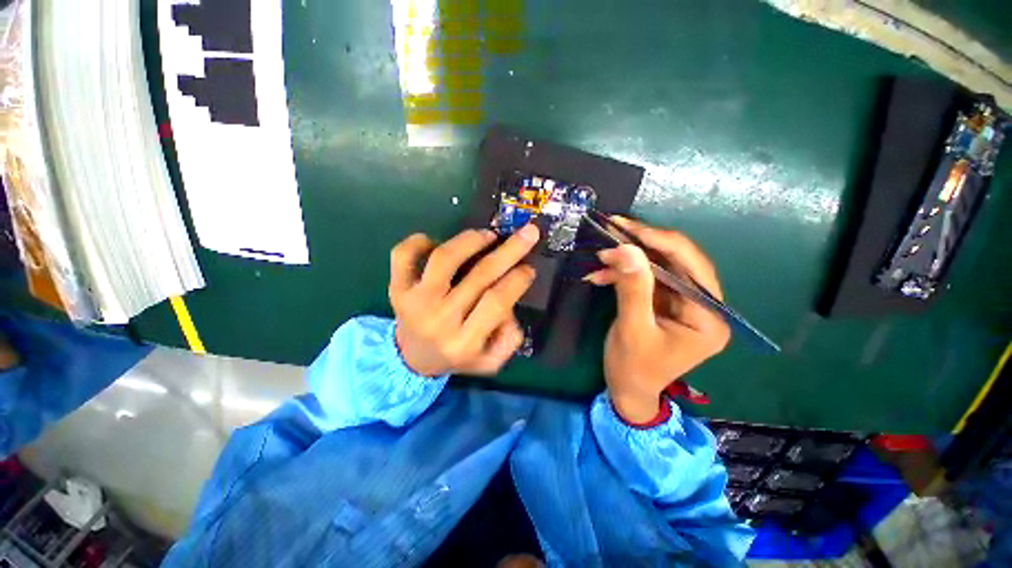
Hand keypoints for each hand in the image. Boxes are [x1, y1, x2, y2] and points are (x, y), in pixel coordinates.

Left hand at [388, 224, 539, 376]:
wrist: (412, 360)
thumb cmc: (457, 356)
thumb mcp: (491, 361)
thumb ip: (509, 339)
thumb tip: (511, 306)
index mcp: (465, 342)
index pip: (496, 302)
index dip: (517, 280)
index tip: (529, 267)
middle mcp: (439, 320)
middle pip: (479, 276)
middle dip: (509, 251)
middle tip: (528, 233)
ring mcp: (414, 302)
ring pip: (444, 259)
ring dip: (470, 241)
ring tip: (488, 235)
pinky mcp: (397, 289)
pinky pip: (403, 255)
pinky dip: (418, 241)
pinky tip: (436, 241)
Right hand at [584, 217, 729, 423]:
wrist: (627, 389)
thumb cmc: (633, 367)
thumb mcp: (632, 329)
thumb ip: (633, 289)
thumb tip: (627, 248)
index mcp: (708, 318)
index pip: (692, 267)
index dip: (662, 242)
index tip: (628, 228)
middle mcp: (703, 306)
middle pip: (678, 262)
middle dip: (642, 246)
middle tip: (613, 231)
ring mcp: (683, 303)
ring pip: (659, 267)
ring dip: (628, 260)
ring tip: (600, 258)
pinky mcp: (665, 302)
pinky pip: (646, 278)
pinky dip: (623, 274)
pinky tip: (600, 275)